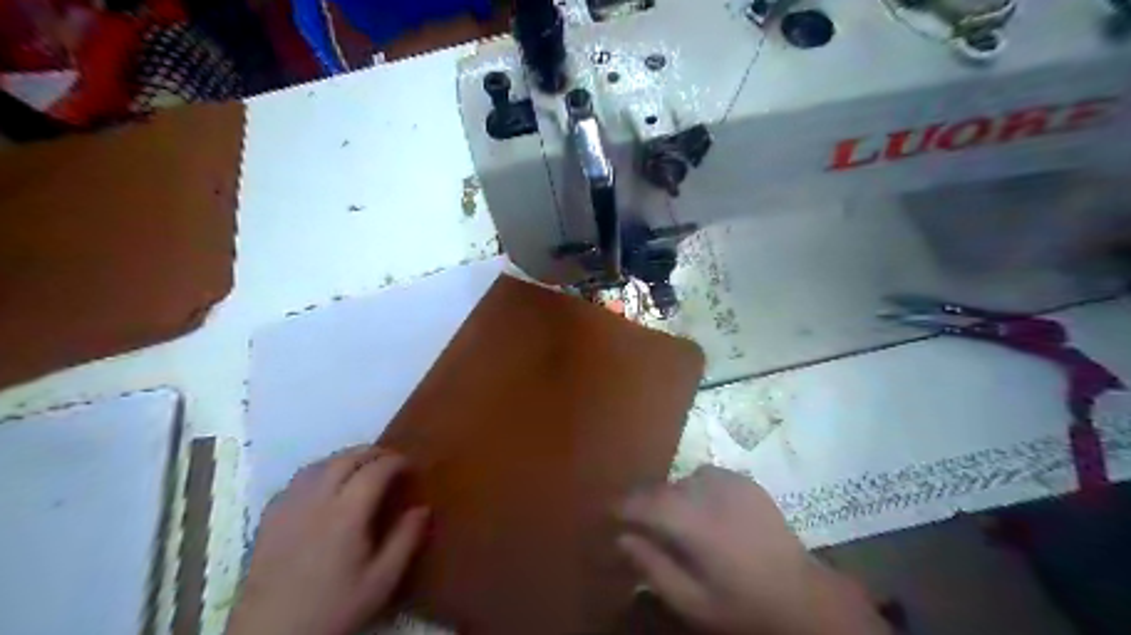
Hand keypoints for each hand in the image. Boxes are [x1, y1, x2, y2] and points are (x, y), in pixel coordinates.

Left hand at [226, 448, 430, 634]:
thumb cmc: (333, 608)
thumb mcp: (381, 582)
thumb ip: (405, 540)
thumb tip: (423, 508)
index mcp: (346, 513)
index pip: (375, 469)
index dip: (396, 461)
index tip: (411, 466)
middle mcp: (316, 500)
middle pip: (346, 459)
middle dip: (372, 453)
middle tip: (391, 461)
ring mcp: (288, 507)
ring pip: (319, 464)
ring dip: (344, 458)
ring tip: (361, 468)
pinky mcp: (269, 518)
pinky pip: (297, 480)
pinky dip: (318, 472)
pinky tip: (324, 486)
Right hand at [617, 466, 882, 633]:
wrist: (802, 597)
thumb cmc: (742, 606)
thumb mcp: (691, 601)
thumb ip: (653, 567)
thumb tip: (622, 538)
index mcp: (695, 523)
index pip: (645, 501)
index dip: (622, 505)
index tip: (608, 514)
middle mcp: (710, 492)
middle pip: (662, 487)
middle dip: (645, 502)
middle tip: (637, 522)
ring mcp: (731, 481)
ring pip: (683, 479)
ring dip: (672, 495)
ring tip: (675, 520)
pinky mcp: (746, 481)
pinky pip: (707, 476)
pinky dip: (695, 489)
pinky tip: (704, 511)